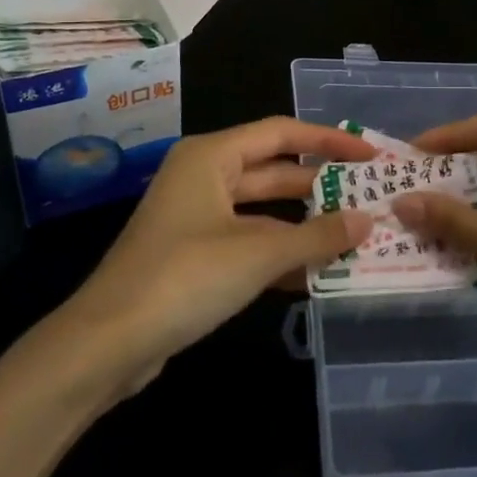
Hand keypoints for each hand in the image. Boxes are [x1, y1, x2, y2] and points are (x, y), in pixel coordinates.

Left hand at [65, 117, 373, 386]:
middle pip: (273, 170)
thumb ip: (317, 235)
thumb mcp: (258, 254)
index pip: (282, 133)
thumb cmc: (184, 277)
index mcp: (211, 156)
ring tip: (354, 232)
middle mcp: (203, 176)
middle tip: (369, 194)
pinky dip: (280, 252)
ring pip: (262, 210)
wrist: (107, 343)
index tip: (370, 154)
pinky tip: (318, 271)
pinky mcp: (194, 254)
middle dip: (320, 184)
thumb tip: (367, 220)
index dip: (329, 140)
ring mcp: (196, 217)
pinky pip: (248, 241)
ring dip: (304, 223)